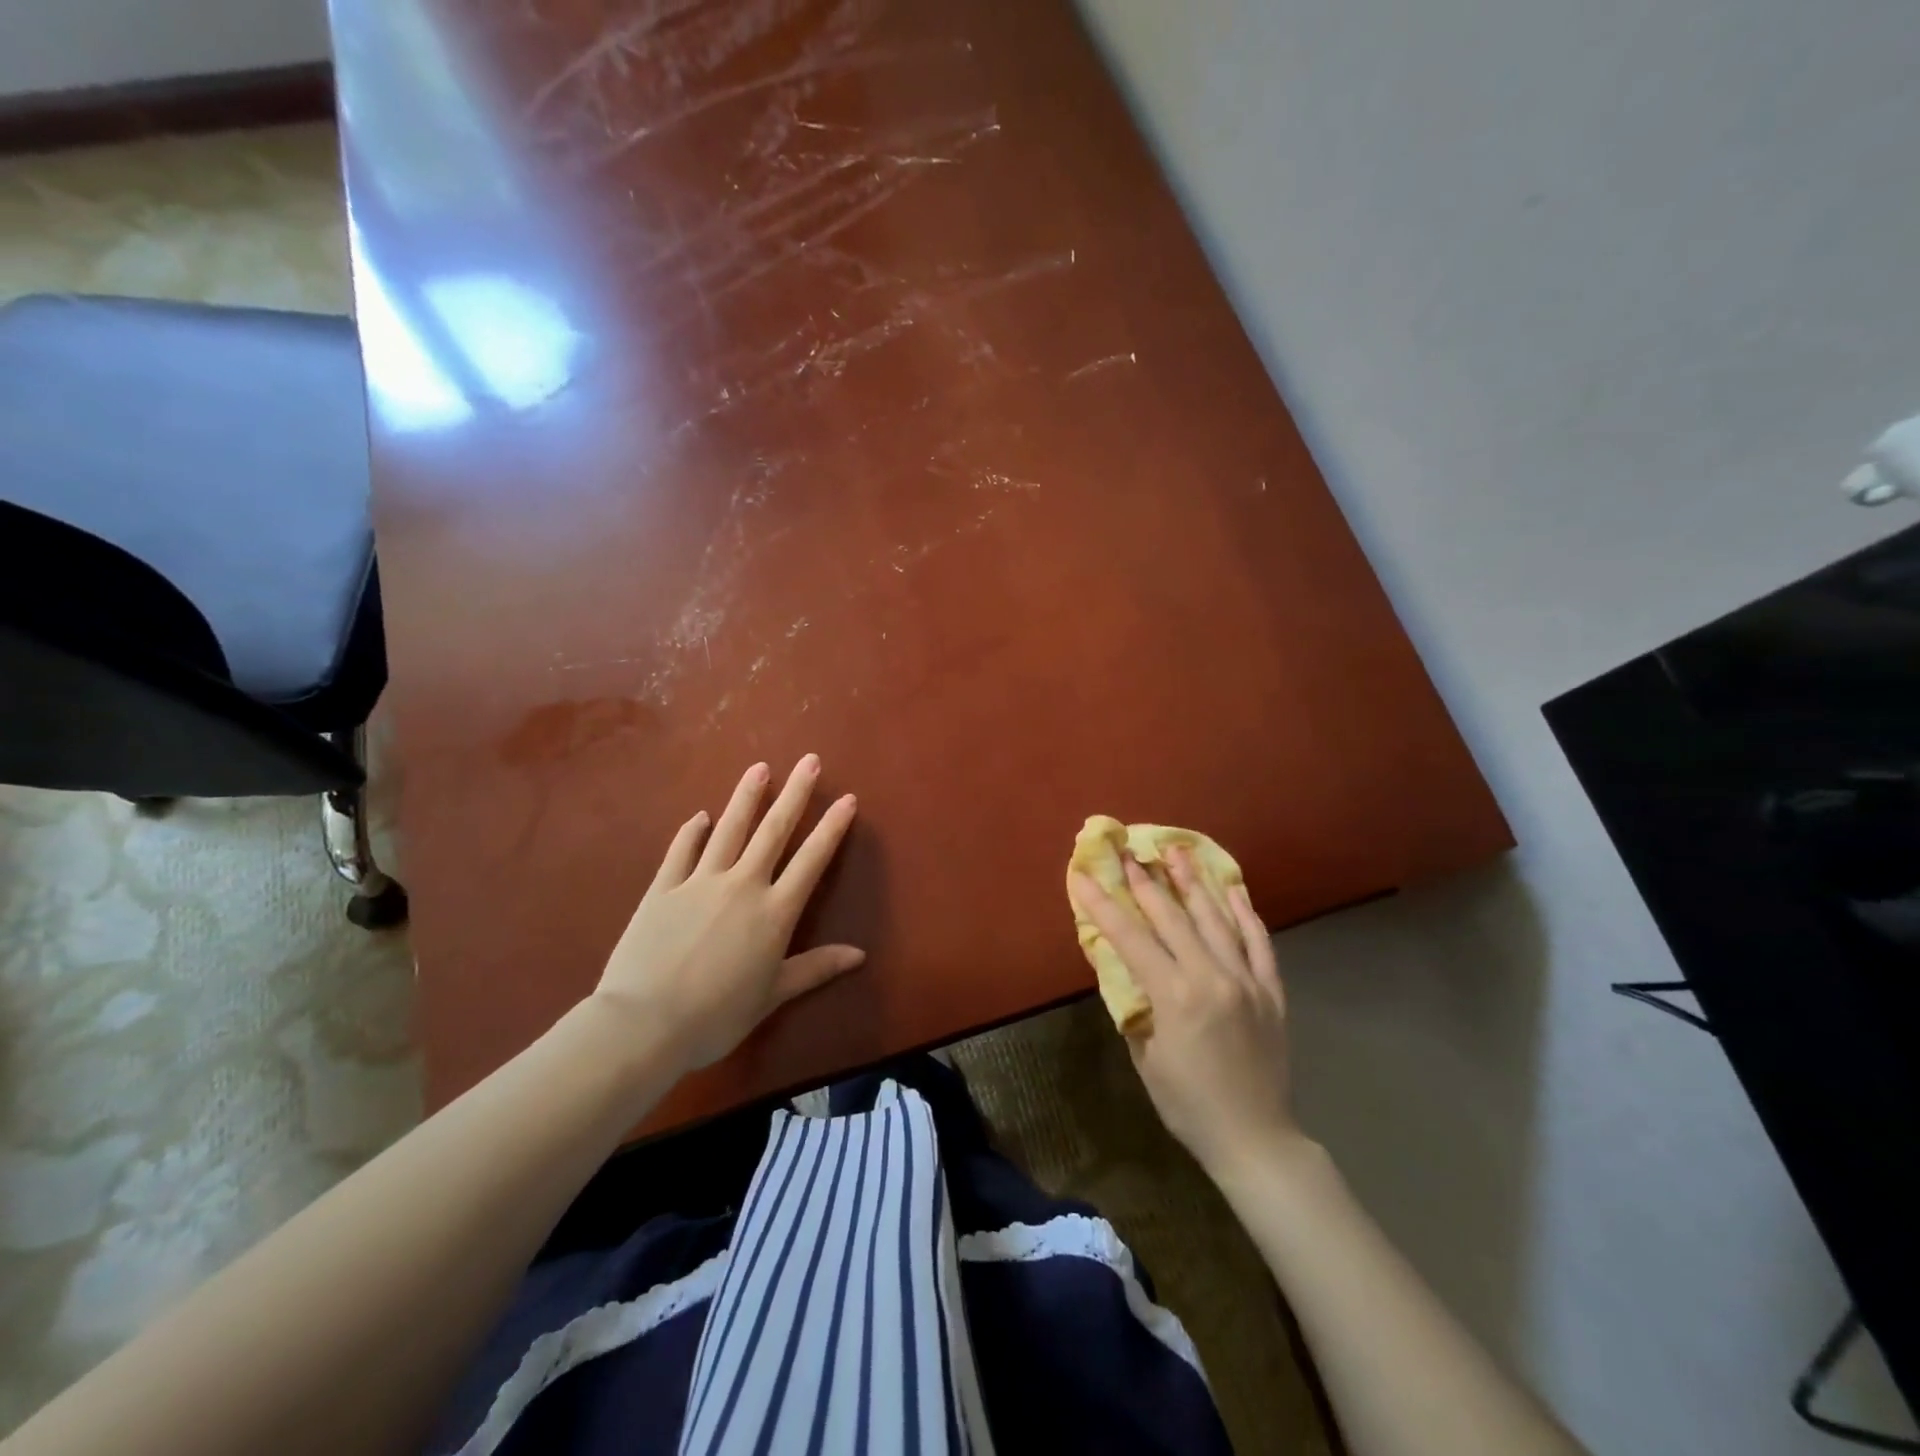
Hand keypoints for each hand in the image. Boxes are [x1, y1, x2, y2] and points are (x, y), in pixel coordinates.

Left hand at [593, 755, 862, 1076]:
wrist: (644, 1023)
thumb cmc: (716, 1016)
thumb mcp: (773, 995)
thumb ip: (816, 968)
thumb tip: (860, 955)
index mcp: (774, 912)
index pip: (811, 860)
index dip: (831, 828)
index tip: (846, 799)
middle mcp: (742, 885)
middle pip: (773, 831)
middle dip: (795, 794)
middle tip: (809, 760)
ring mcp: (699, 882)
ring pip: (729, 830)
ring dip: (746, 797)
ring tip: (760, 768)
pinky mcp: (663, 889)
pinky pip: (681, 852)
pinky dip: (692, 832)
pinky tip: (701, 816)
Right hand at [1069, 848, 1298, 1175]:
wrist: (1256, 1139)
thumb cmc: (1189, 1105)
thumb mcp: (1147, 1057)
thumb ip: (1135, 1007)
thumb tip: (1125, 970)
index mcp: (1175, 996)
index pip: (1131, 938)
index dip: (1103, 905)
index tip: (1083, 875)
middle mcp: (1212, 977)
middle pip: (1173, 917)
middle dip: (1145, 881)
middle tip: (1129, 851)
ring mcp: (1246, 980)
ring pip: (1216, 919)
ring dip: (1193, 882)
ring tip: (1176, 850)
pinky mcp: (1271, 990)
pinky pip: (1259, 942)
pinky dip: (1245, 913)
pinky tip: (1232, 889)